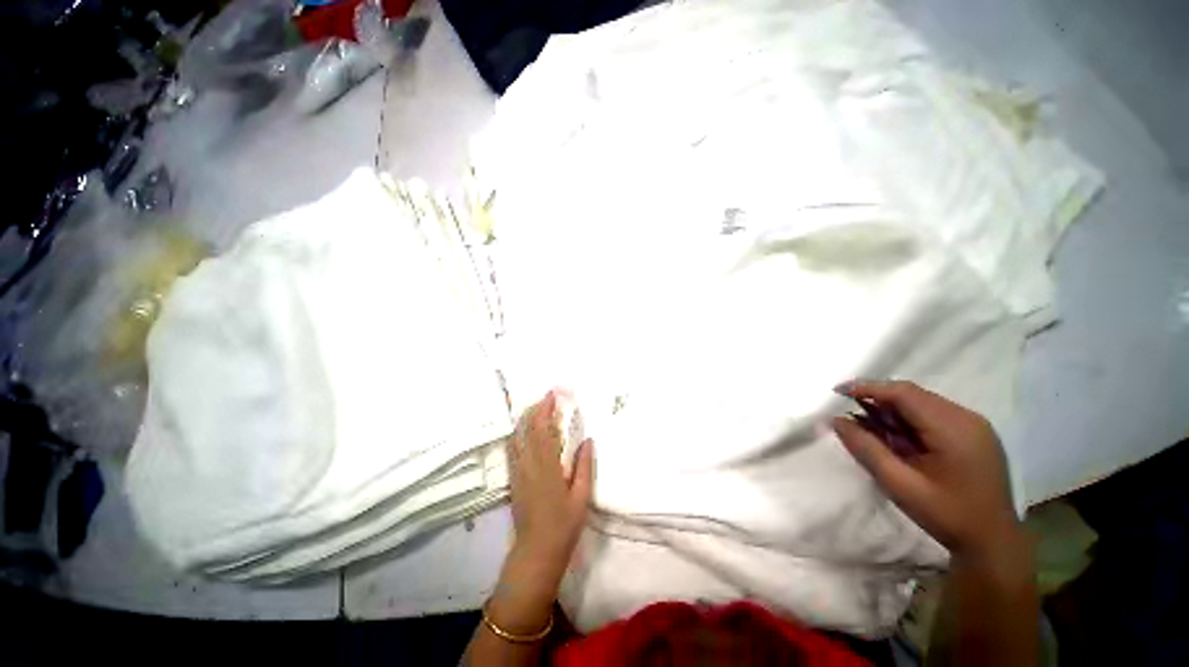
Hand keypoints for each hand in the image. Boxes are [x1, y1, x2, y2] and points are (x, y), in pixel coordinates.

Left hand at [508, 390, 593, 575]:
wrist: (536, 552)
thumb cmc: (564, 526)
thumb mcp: (581, 496)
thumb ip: (584, 466)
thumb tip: (587, 440)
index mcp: (547, 467)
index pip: (544, 431)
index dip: (546, 410)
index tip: (552, 395)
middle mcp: (529, 465)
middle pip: (527, 430)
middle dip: (535, 410)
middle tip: (546, 398)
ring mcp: (518, 472)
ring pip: (517, 438)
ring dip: (525, 420)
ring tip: (537, 409)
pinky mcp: (513, 480)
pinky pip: (512, 450)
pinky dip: (518, 434)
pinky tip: (524, 431)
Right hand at [832, 380, 1020, 557]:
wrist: (993, 543)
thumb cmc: (947, 515)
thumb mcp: (899, 484)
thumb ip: (866, 449)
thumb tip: (836, 420)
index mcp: (953, 428)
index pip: (903, 393)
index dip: (867, 387)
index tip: (837, 391)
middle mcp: (967, 418)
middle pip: (913, 395)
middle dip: (878, 400)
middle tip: (851, 415)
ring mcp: (974, 425)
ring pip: (922, 403)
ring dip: (892, 411)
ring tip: (872, 429)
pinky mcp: (975, 434)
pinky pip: (934, 414)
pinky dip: (909, 420)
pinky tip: (899, 438)